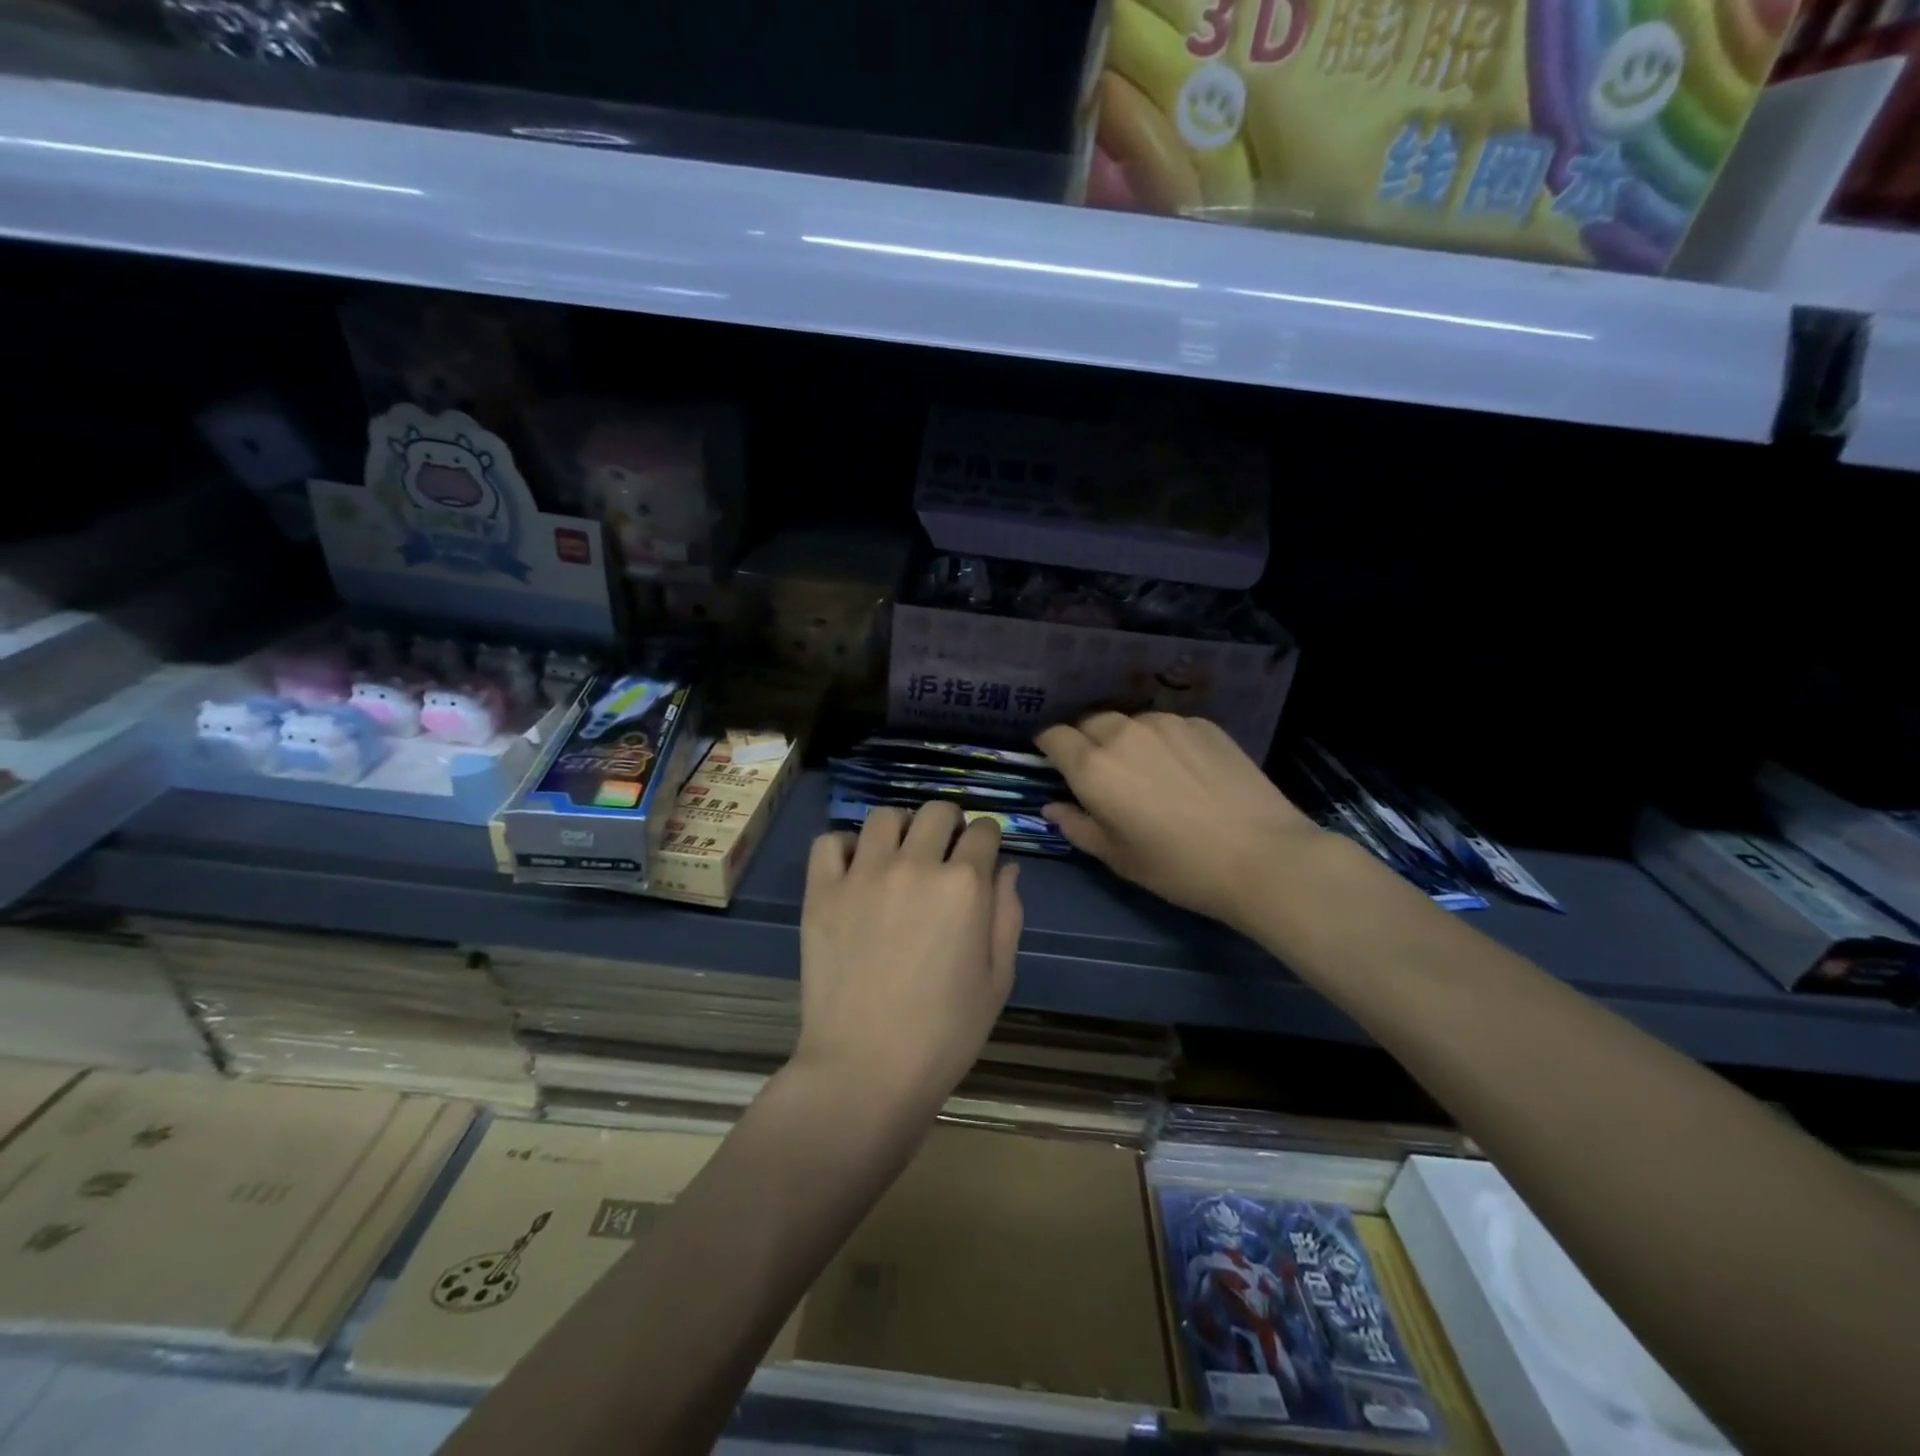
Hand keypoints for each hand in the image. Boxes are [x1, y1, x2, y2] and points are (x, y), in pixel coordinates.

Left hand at [797, 802, 1022, 1112]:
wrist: (867, 1069)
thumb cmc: (945, 1033)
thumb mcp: (998, 979)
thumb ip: (1008, 915)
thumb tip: (1006, 869)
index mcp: (965, 885)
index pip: (983, 830)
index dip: (987, 839)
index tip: (982, 853)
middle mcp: (915, 865)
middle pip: (937, 812)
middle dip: (948, 824)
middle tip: (943, 851)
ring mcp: (863, 874)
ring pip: (884, 817)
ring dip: (900, 829)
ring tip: (898, 856)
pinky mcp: (822, 891)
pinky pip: (829, 842)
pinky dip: (844, 847)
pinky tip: (854, 870)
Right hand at [1036, 712, 1321, 935]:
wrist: (1262, 857)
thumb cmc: (1178, 867)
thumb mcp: (1117, 857)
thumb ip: (1077, 826)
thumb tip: (1052, 807)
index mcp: (1093, 767)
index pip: (1054, 736)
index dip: (1049, 747)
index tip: (1054, 762)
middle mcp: (1124, 733)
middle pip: (1090, 721)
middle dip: (1085, 740)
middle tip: (1101, 771)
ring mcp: (1167, 724)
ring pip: (1131, 721)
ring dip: (1125, 739)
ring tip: (1147, 769)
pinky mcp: (1203, 724)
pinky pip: (1168, 726)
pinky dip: (1163, 741)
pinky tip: (1184, 769)